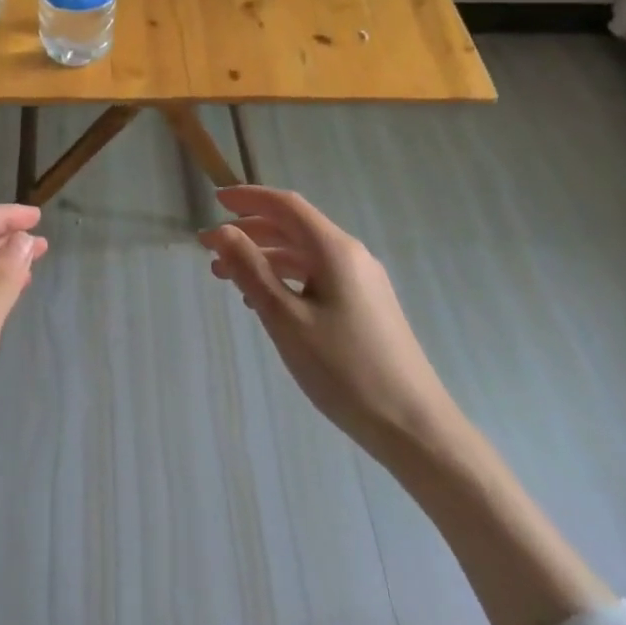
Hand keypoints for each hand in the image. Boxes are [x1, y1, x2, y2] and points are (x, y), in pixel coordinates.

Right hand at [201, 186, 464, 463]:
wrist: (414, 426)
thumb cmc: (344, 369)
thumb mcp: (286, 319)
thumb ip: (251, 270)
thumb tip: (222, 231)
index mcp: (335, 249)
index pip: (286, 205)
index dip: (248, 198)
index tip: (215, 201)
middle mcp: (351, 255)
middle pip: (294, 227)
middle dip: (250, 231)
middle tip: (211, 249)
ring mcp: (363, 281)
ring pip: (304, 254)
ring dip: (264, 258)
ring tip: (228, 278)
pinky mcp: (366, 306)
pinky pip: (318, 277)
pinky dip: (286, 279)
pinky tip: (265, 303)